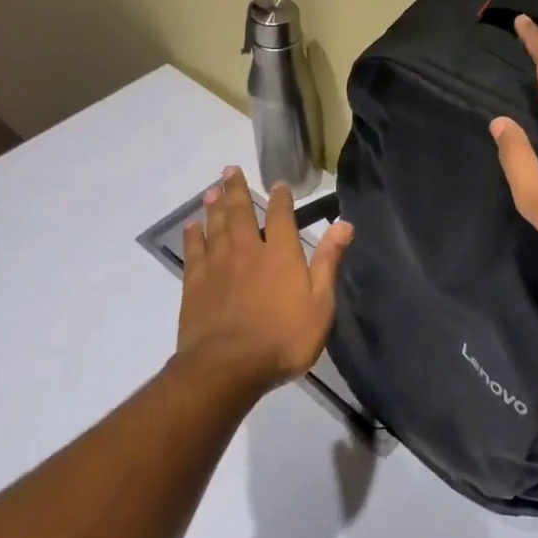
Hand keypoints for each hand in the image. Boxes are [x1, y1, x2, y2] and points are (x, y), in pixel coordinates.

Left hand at [177, 167, 352, 394]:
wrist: (227, 367)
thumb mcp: (320, 304)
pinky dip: (193, 235)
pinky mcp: (195, 284)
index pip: (281, 216)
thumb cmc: (282, 338)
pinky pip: (194, 251)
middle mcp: (248, 250)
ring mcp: (218, 266)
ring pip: (216, 226)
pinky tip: (192, 226)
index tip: (278, 183)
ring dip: (215, 206)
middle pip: (241, 212)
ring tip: (212, 189)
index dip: (281, 197)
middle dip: (237, 189)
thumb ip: (329, 262)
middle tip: (230, 170)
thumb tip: (344, 223)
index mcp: (281, 253)